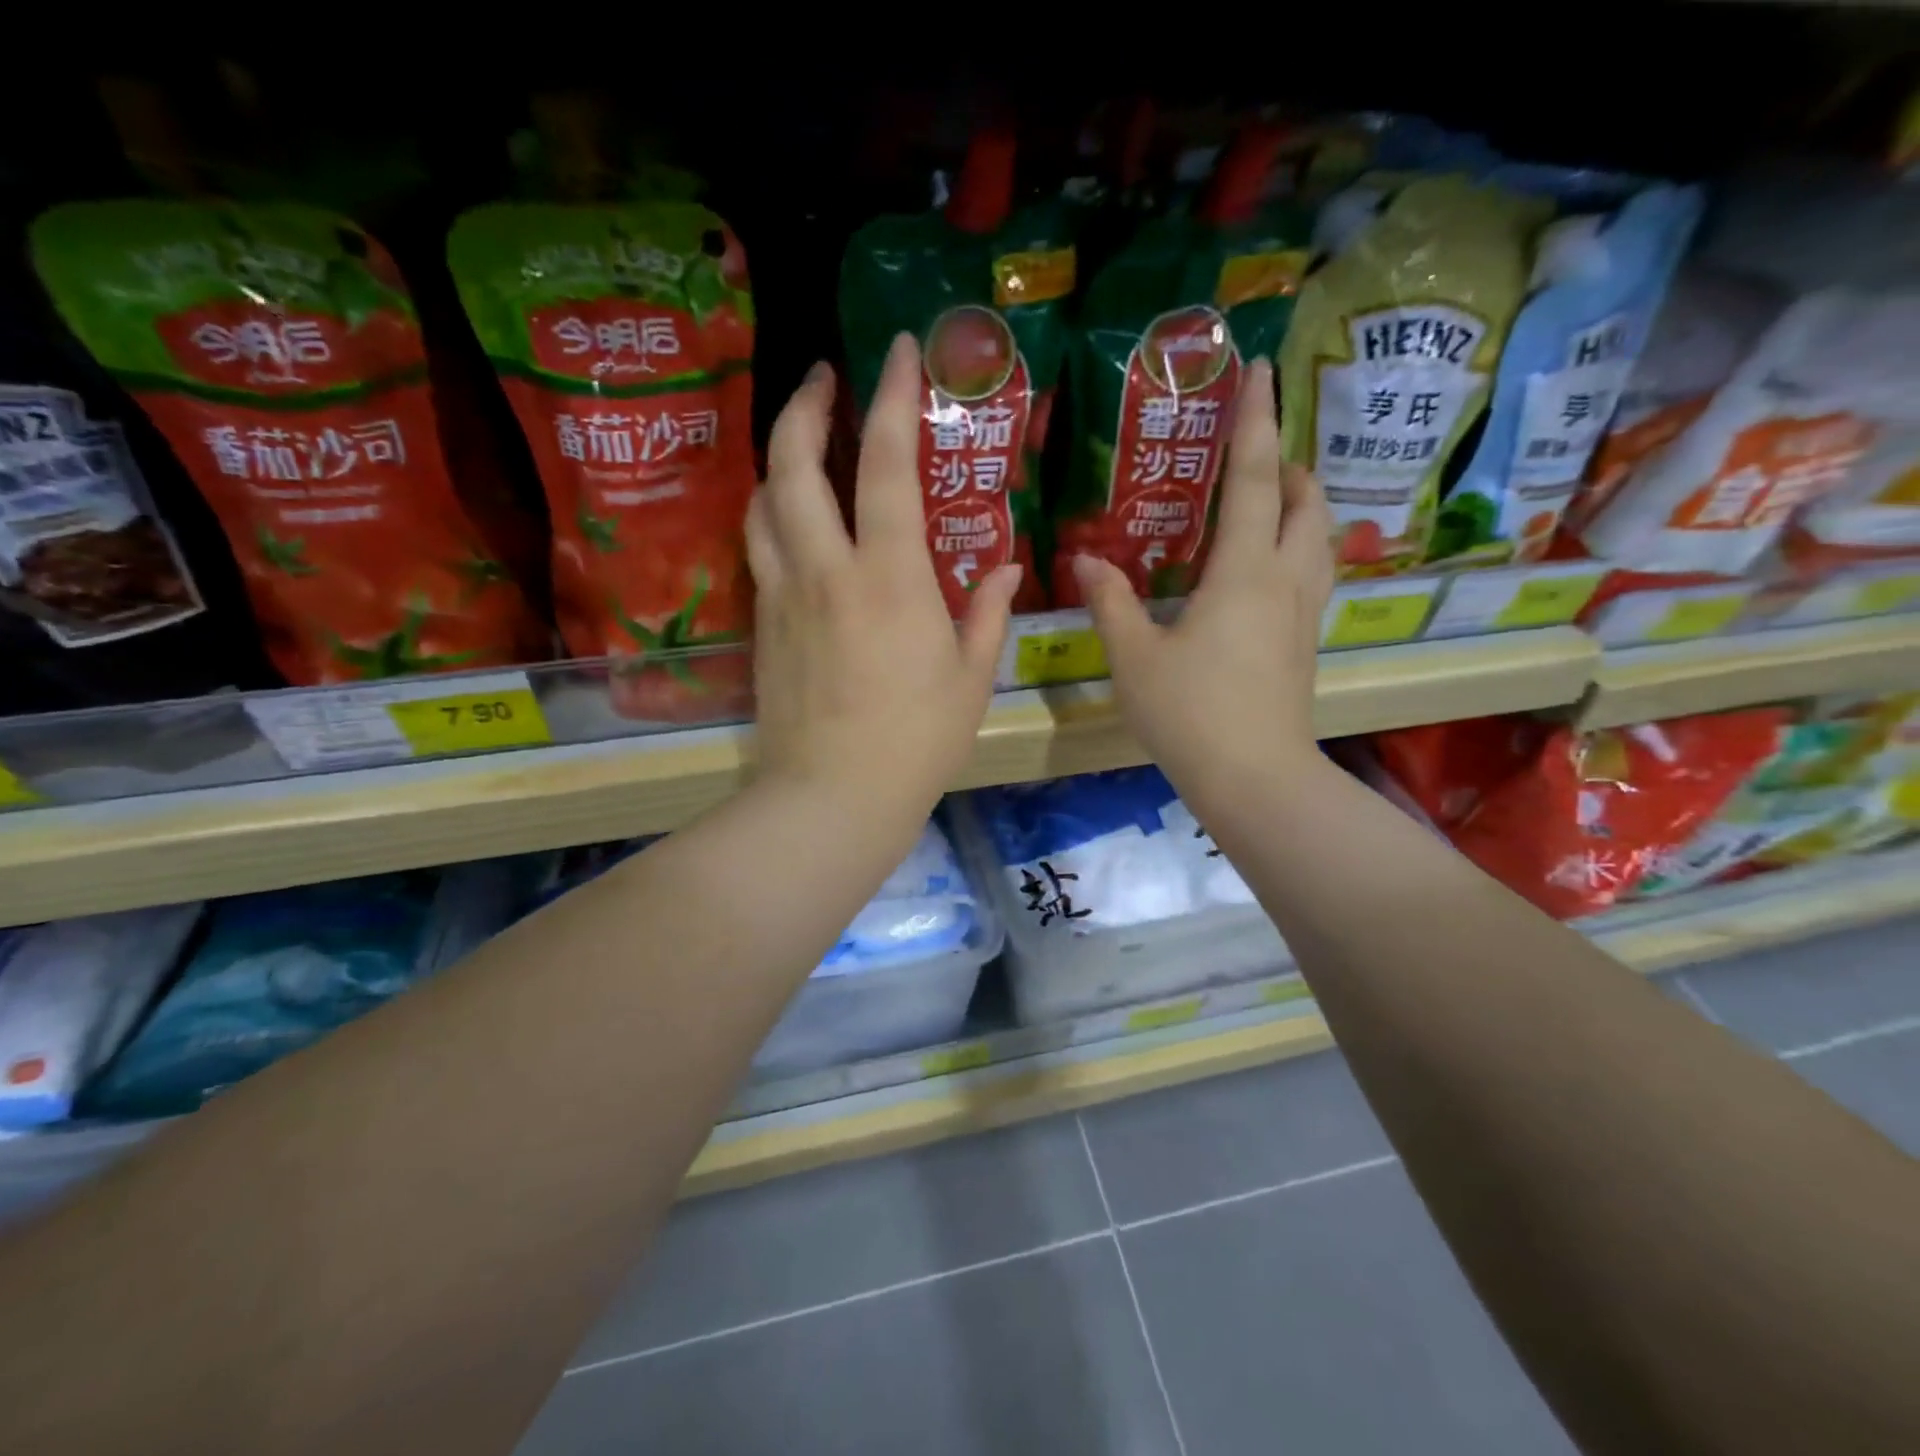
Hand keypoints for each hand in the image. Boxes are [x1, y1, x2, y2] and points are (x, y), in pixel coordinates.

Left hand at [747, 334, 1020, 824]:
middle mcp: (826, 570)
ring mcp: (784, 596)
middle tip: (824, 377)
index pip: (887, 464)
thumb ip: (986, 612)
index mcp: (890, 577)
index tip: (895, 349)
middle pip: (794, 464)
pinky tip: (791, 519)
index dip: (891, 397)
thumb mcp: (971, 678)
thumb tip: (1005, 568)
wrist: (832, 796)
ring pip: (762, 502)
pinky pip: (759, 549)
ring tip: (802, 443)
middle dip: (806, 406)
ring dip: (779, 458)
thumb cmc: (917, 742)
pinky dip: (772, 515)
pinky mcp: (762, 625)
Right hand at [1073, 359, 1332, 797]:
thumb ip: (1111, 602)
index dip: (1255, 421)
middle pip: (1307, 501)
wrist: (1254, 778)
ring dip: (1301, 504)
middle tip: (1254, 456)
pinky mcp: (1304, 643)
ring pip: (1320, 537)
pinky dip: (1298, 546)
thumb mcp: (1134, 657)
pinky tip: (1266, 567)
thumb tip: (1086, 561)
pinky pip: (1313, 572)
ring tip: (1266, 501)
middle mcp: (1285, 580)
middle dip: (1288, 463)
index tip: (1260, 369)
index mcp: (1243, 572)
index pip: (1254, 478)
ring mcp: (1302, 614)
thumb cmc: (1190, 714)